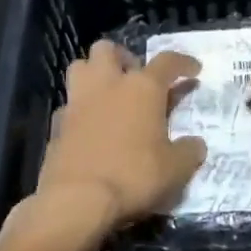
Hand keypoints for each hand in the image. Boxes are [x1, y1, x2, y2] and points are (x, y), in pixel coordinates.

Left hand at [33, 41, 206, 229]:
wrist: (78, 200)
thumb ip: (189, 151)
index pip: (167, 61)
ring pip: (80, 67)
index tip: (194, 69)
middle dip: (123, 58)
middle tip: (136, 79)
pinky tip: (90, 128)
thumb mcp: (176, 169)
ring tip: (110, 96)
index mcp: (142, 88)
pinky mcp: (56, 125)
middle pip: (108, 50)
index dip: (183, 62)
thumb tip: (195, 144)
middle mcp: (107, 85)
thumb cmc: (134, 176)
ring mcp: (77, 103)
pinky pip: (69, 106)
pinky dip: (81, 110)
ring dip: (95, 75)